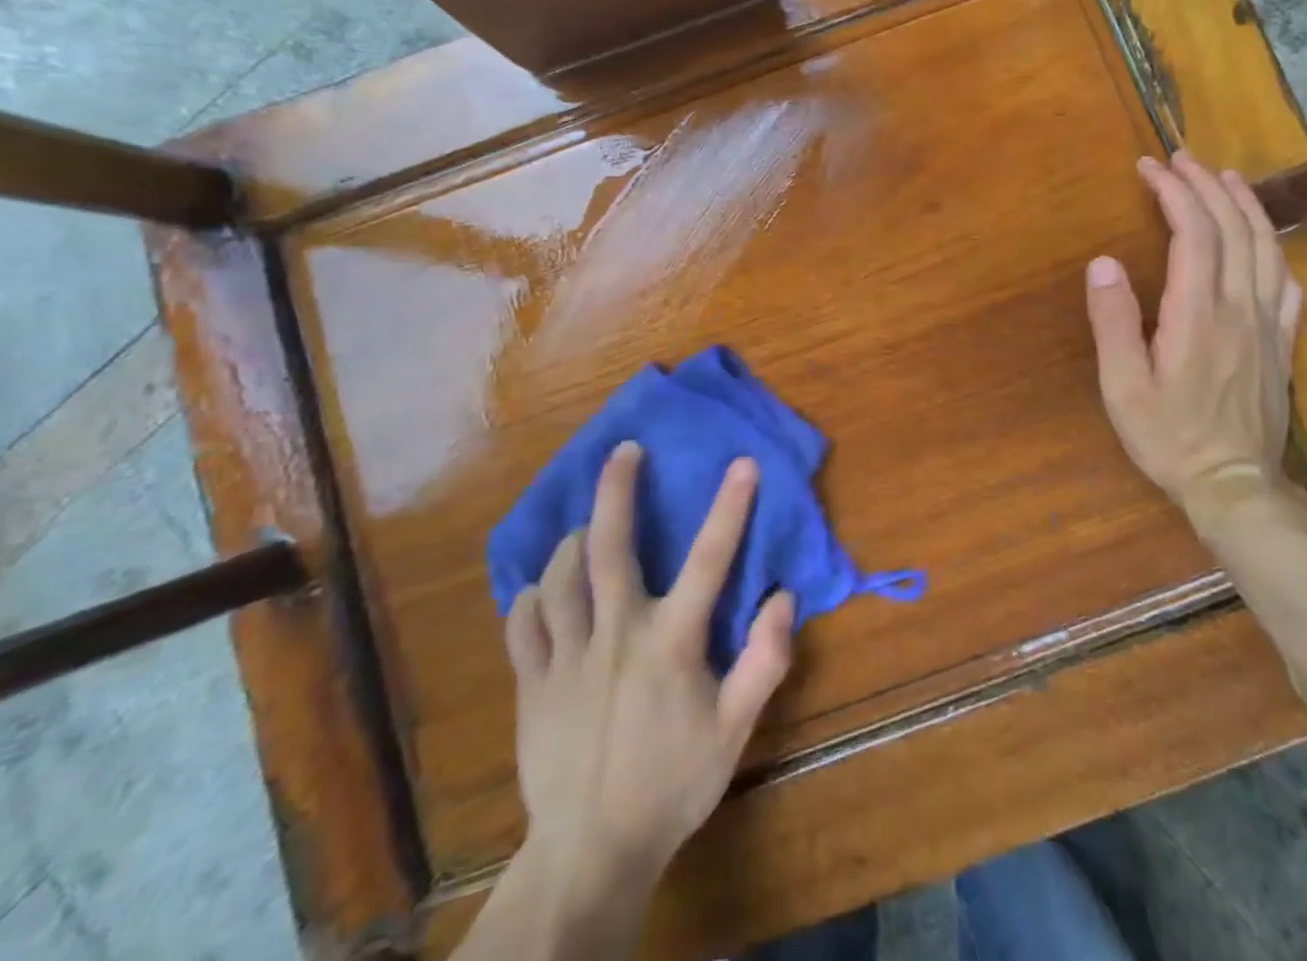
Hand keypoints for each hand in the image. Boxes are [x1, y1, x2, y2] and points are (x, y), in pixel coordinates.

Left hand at [500, 442, 795, 927]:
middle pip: (609, 547)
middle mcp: (615, 634)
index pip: (708, 559)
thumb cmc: (672, 785)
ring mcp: (565, 657)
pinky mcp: (530, 684)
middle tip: (624, 451)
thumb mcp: (733, 732)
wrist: (591, 854)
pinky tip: (543, 588)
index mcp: (669, 643)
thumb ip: (763, 662)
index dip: (729, 507)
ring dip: (575, 539)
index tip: (742, 462)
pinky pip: (522, 622)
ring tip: (587, 525)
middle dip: (617, 489)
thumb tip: (783, 598)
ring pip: (560, 576)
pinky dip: (532, 595)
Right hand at [1084, 154, 1303, 530]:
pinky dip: (1276, 248)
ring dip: (1245, 206)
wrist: (1234, 484)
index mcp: (1198, 314)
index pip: (1194, 234)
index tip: (1149, 169)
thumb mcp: (1122, 385)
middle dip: (1205, 186)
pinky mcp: (1282, 343)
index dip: (1174, 193)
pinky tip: (1266, 239)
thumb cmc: (1168, 435)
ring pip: (1266, 248)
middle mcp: (1239, 308)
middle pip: (1232, 230)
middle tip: (1180, 160)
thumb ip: (1113, 321)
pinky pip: (1287, 283)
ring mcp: (1268, 324)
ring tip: (1225, 177)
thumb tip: (1103, 262)